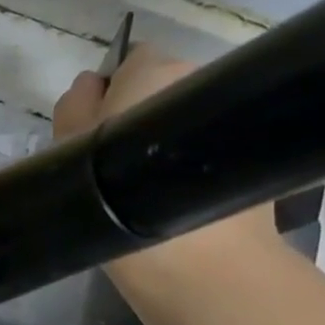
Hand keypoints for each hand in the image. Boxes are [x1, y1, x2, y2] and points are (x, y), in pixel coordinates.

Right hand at [51, 43, 281, 287]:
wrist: (198, 262)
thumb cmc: (119, 200)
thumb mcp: (72, 150)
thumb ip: (74, 108)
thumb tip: (89, 85)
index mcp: (154, 71)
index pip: (130, 62)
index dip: (111, 94)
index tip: (97, 132)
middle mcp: (202, 81)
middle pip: (162, 90)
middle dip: (142, 116)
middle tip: (117, 164)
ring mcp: (235, 118)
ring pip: (186, 122)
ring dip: (168, 144)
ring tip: (147, 186)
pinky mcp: (252, 157)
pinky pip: (208, 150)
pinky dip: (193, 167)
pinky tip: (176, 199)